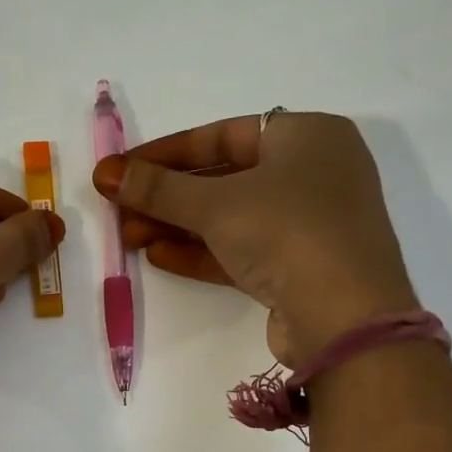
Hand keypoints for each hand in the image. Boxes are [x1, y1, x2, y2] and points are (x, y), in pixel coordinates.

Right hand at [92, 112, 415, 366]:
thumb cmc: (286, 231)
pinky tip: (158, 255)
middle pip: (224, 178)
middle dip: (167, 196)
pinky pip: (241, 250)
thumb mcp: (215, 204)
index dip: (166, 152)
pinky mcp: (299, 267)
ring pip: (230, 217)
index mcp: (308, 136)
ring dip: (177, 225)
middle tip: (119, 208)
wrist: (345, 317)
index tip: (123, 168)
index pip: (223, 134)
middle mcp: (313, 173)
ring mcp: (308, 224)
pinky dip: (201, 251)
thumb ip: (157, 188)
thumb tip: (106, 174)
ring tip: (129, 235)